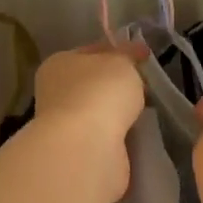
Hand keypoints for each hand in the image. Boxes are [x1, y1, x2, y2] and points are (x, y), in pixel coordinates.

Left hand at [31, 43, 148, 201]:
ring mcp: (65, 125)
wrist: (86, 146)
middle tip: (146, 85)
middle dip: (118, 84)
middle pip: (94, 83)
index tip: (144, 56)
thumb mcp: (122, 62)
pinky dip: (119, 134)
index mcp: (59, 64)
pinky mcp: (78, 151)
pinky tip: (135, 133)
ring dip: (118, 112)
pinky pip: (105, 135)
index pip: (91, 51)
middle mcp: (56, 93)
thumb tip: (132, 53)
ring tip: (145, 110)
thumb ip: (127, 56)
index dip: (118, 51)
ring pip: (99, 111)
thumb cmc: (100, 92)